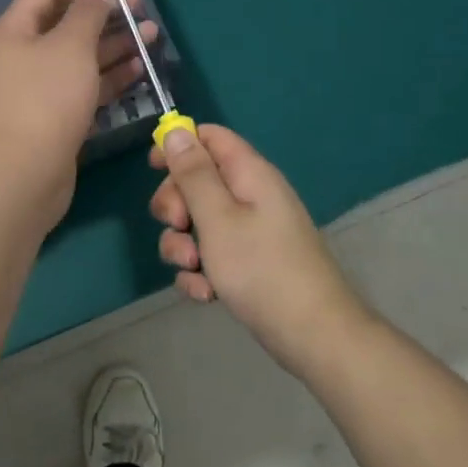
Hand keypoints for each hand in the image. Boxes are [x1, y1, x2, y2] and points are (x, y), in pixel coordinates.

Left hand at [0, 0, 158, 226]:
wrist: (23, 176)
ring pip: (80, 58)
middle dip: (103, 13)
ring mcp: (38, 90)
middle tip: (139, 5)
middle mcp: (22, 58)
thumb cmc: (45, 100)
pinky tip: (139, 68)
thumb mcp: (70, 47)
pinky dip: (109, 76)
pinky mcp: (55, 118)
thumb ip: (86, 14)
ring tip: (151, 34)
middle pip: (66, 26)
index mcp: (13, 33)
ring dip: (114, 45)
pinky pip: (84, 86)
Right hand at [150, 125, 369, 377]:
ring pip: (199, 222)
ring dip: (183, 244)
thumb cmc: (262, 269)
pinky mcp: (249, 262)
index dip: (179, 144)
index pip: (210, 137)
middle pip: (198, 180)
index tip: (153, 168)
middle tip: (178, 225)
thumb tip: (178, 131)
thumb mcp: (217, 218)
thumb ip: (194, 174)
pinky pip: (213, 254)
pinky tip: (205, 294)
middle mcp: (251, 195)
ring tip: (193, 269)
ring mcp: (251, 230)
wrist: (314, 336)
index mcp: (249, 173)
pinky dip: (202, 271)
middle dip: (176, 204)